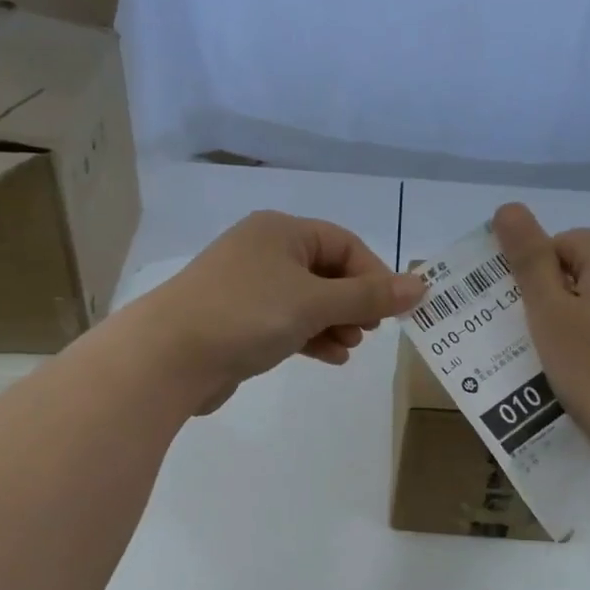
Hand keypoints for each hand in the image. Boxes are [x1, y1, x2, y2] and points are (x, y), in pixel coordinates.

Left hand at [120, 210, 427, 414]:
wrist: (169, 356)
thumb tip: (420, 286)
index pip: (344, 244)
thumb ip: (368, 296)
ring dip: (334, 323)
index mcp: (281, 232)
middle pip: (326, 272)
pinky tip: (329, 357)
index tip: (391, 311)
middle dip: (353, 302)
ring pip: (306, 301)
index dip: (374, 276)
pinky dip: (310, 337)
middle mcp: (263, 252)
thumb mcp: (314, 302)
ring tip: (350, 347)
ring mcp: (247, 288)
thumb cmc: (246, 315)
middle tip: (371, 331)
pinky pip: (286, 323)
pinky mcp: (237, 322)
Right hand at [492, 203, 589, 471]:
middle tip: (546, 341)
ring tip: (572, 357)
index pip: (558, 244)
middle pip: (586, 265)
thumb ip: (528, 258)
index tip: (531, 320)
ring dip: (585, 314)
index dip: (536, 280)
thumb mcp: (549, 314)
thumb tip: (507, 208)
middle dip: (561, 295)